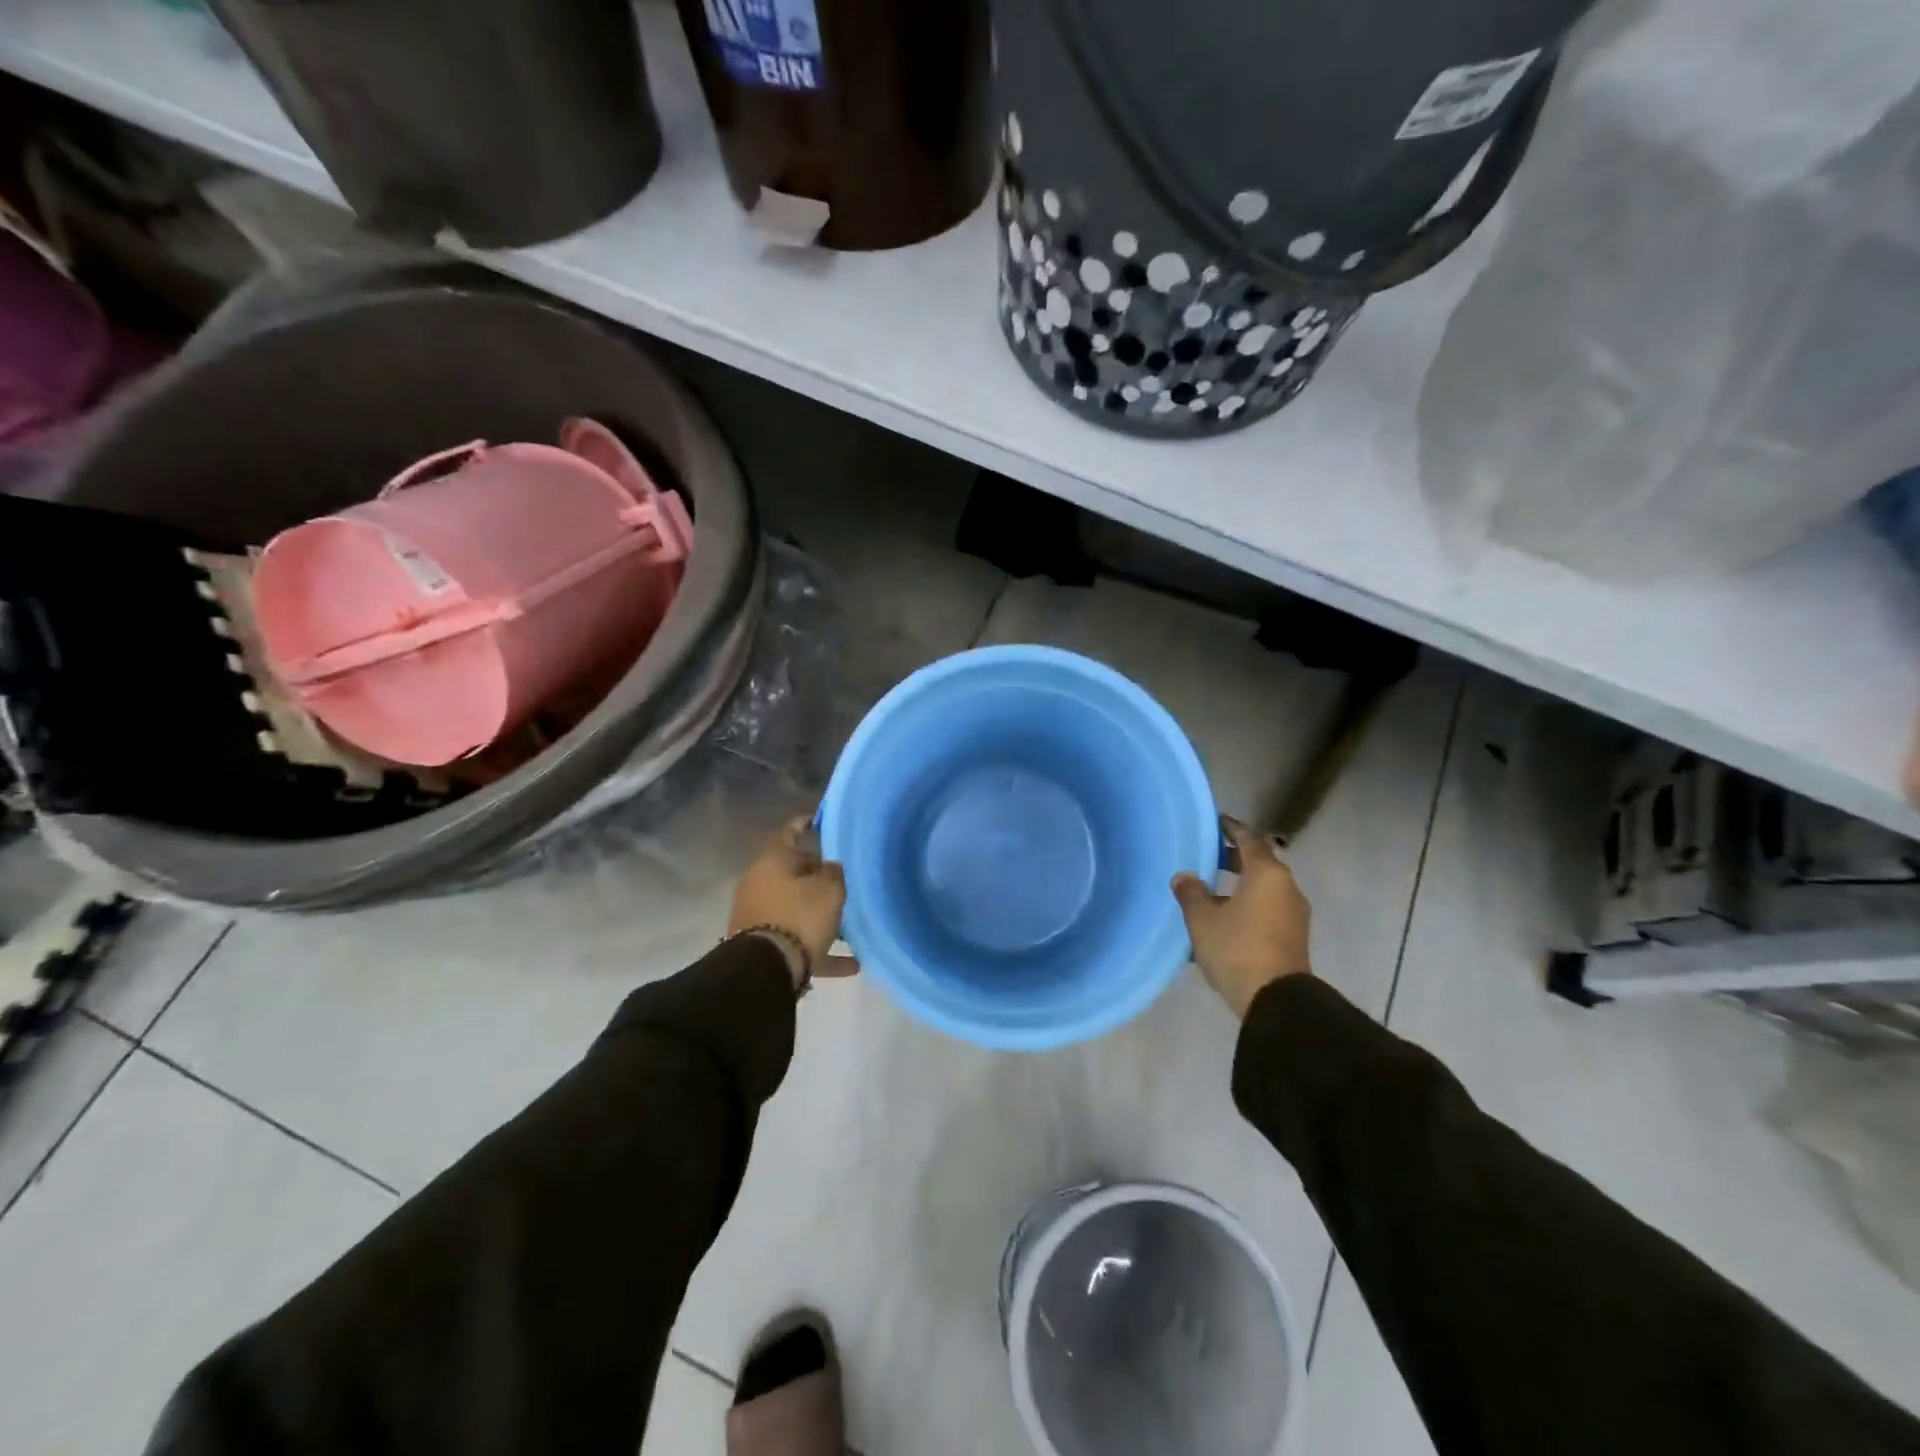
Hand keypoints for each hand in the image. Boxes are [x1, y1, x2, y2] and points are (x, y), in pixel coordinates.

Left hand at [728, 816, 858, 982]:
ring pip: (795, 908)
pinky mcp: (761, 944)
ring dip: (820, 915)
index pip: (790, 832)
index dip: (806, 824)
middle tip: (844, 879)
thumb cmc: (800, 916)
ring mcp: (757, 914)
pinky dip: (821, 948)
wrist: (765, 969)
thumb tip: (830, 868)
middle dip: (818, 876)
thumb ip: (835, 872)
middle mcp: (760, 883)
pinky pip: (797, 940)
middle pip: (793, 873)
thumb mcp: (830, 889)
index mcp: (773, 861)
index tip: (819, 820)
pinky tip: (851, 963)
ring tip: (850, 924)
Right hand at [1172, 819, 1311, 1017]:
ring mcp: (1294, 913)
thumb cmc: (1237, 948)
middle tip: (1208, 852)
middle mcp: (1287, 887)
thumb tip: (1184, 876)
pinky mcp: (1293, 935)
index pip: (1249, 839)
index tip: (1216, 821)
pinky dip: (1249, 901)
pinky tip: (1226, 913)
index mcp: (1267, 874)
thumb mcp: (1203, 919)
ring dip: (1242, 881)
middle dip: (1235, 855)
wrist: (1276, 1000)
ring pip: (1265, 886)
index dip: (1231, 828)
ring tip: (1213, 885)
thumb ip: (1191, 893)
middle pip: (1260, 862)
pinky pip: (1268, 906)